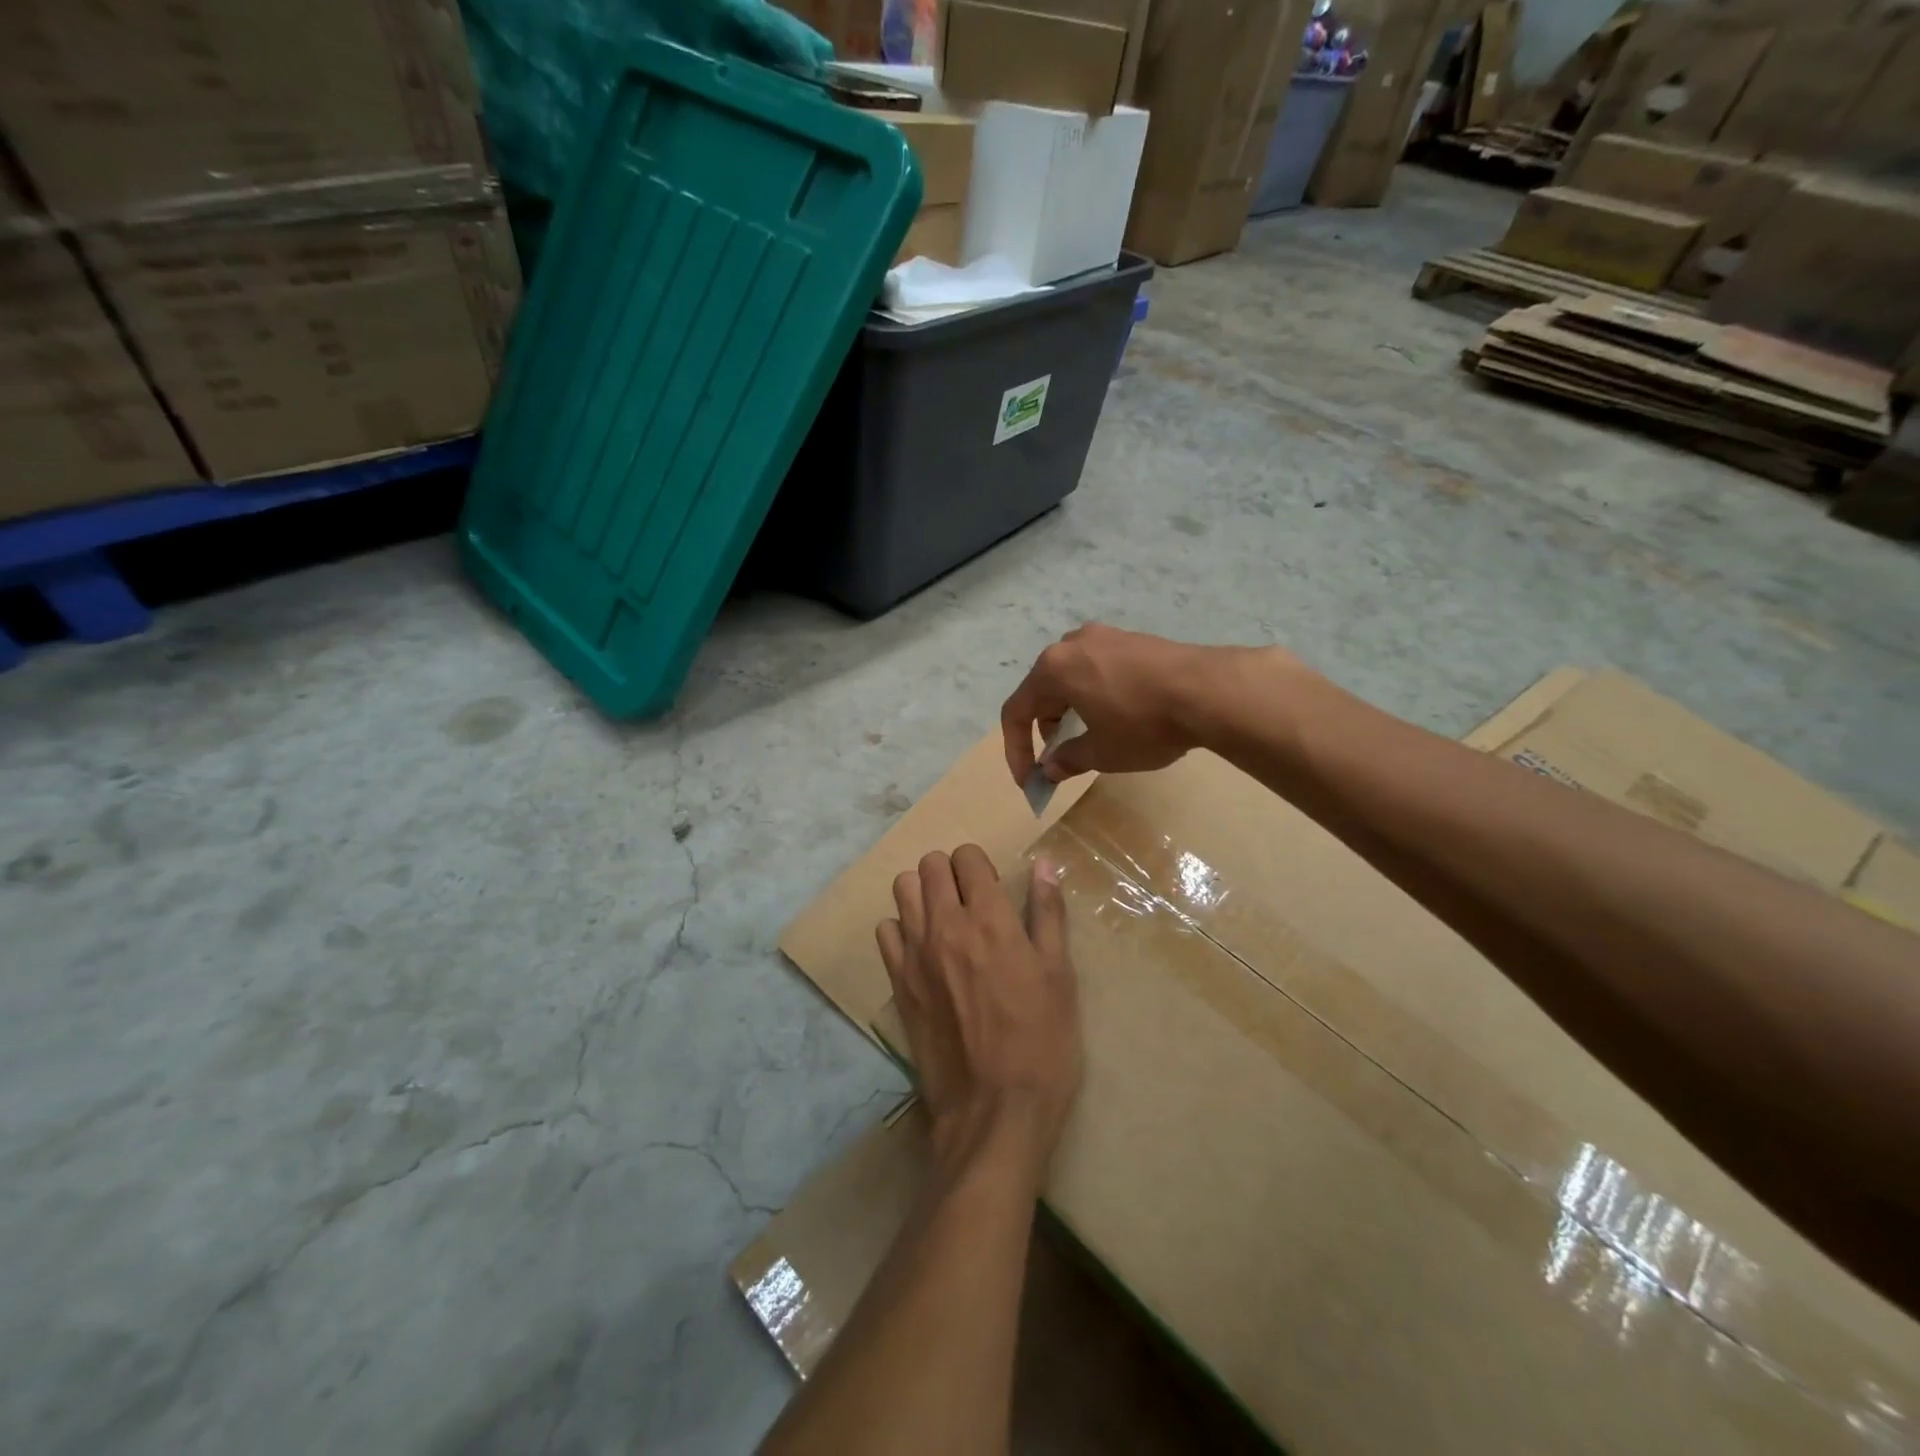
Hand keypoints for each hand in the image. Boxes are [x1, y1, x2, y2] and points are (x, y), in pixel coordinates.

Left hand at [876, 846, 1080, 1180]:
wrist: (995, 1112)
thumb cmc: (1041, 1042)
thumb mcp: (1059, 975)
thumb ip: (1048, 913)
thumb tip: (1045, 863)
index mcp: (988, 918)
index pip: (967, 857)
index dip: (980, 865)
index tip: (993, 887)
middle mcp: (944, 925)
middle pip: (930, 865)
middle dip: (951, 872)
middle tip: (971, 900)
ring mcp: (914, 954)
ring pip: (902, 889)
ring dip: (923, 893)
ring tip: (945, 919)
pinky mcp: (897, 984)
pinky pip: (885, 932)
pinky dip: (902, 930)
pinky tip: (924, 951)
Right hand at [1001, 624, 1259, 784]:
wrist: (1209, 690)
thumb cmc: (1143, 724)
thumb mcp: (1101, 753)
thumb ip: (1068, 760)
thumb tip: (1051, 768)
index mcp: (1053, 669)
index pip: (1016, 711)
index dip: (1017, 750)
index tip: (1029, 779)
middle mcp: (1072, 644)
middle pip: (1043, 690)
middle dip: (1045, 728)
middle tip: (1061, 758)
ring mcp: (1104, 636)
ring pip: (1072, 677)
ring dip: (1070, 710)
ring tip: (1091, 737)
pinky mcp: (1132, 639)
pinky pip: (1098, 668)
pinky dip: (1095, 694)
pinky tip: (1119, 715)